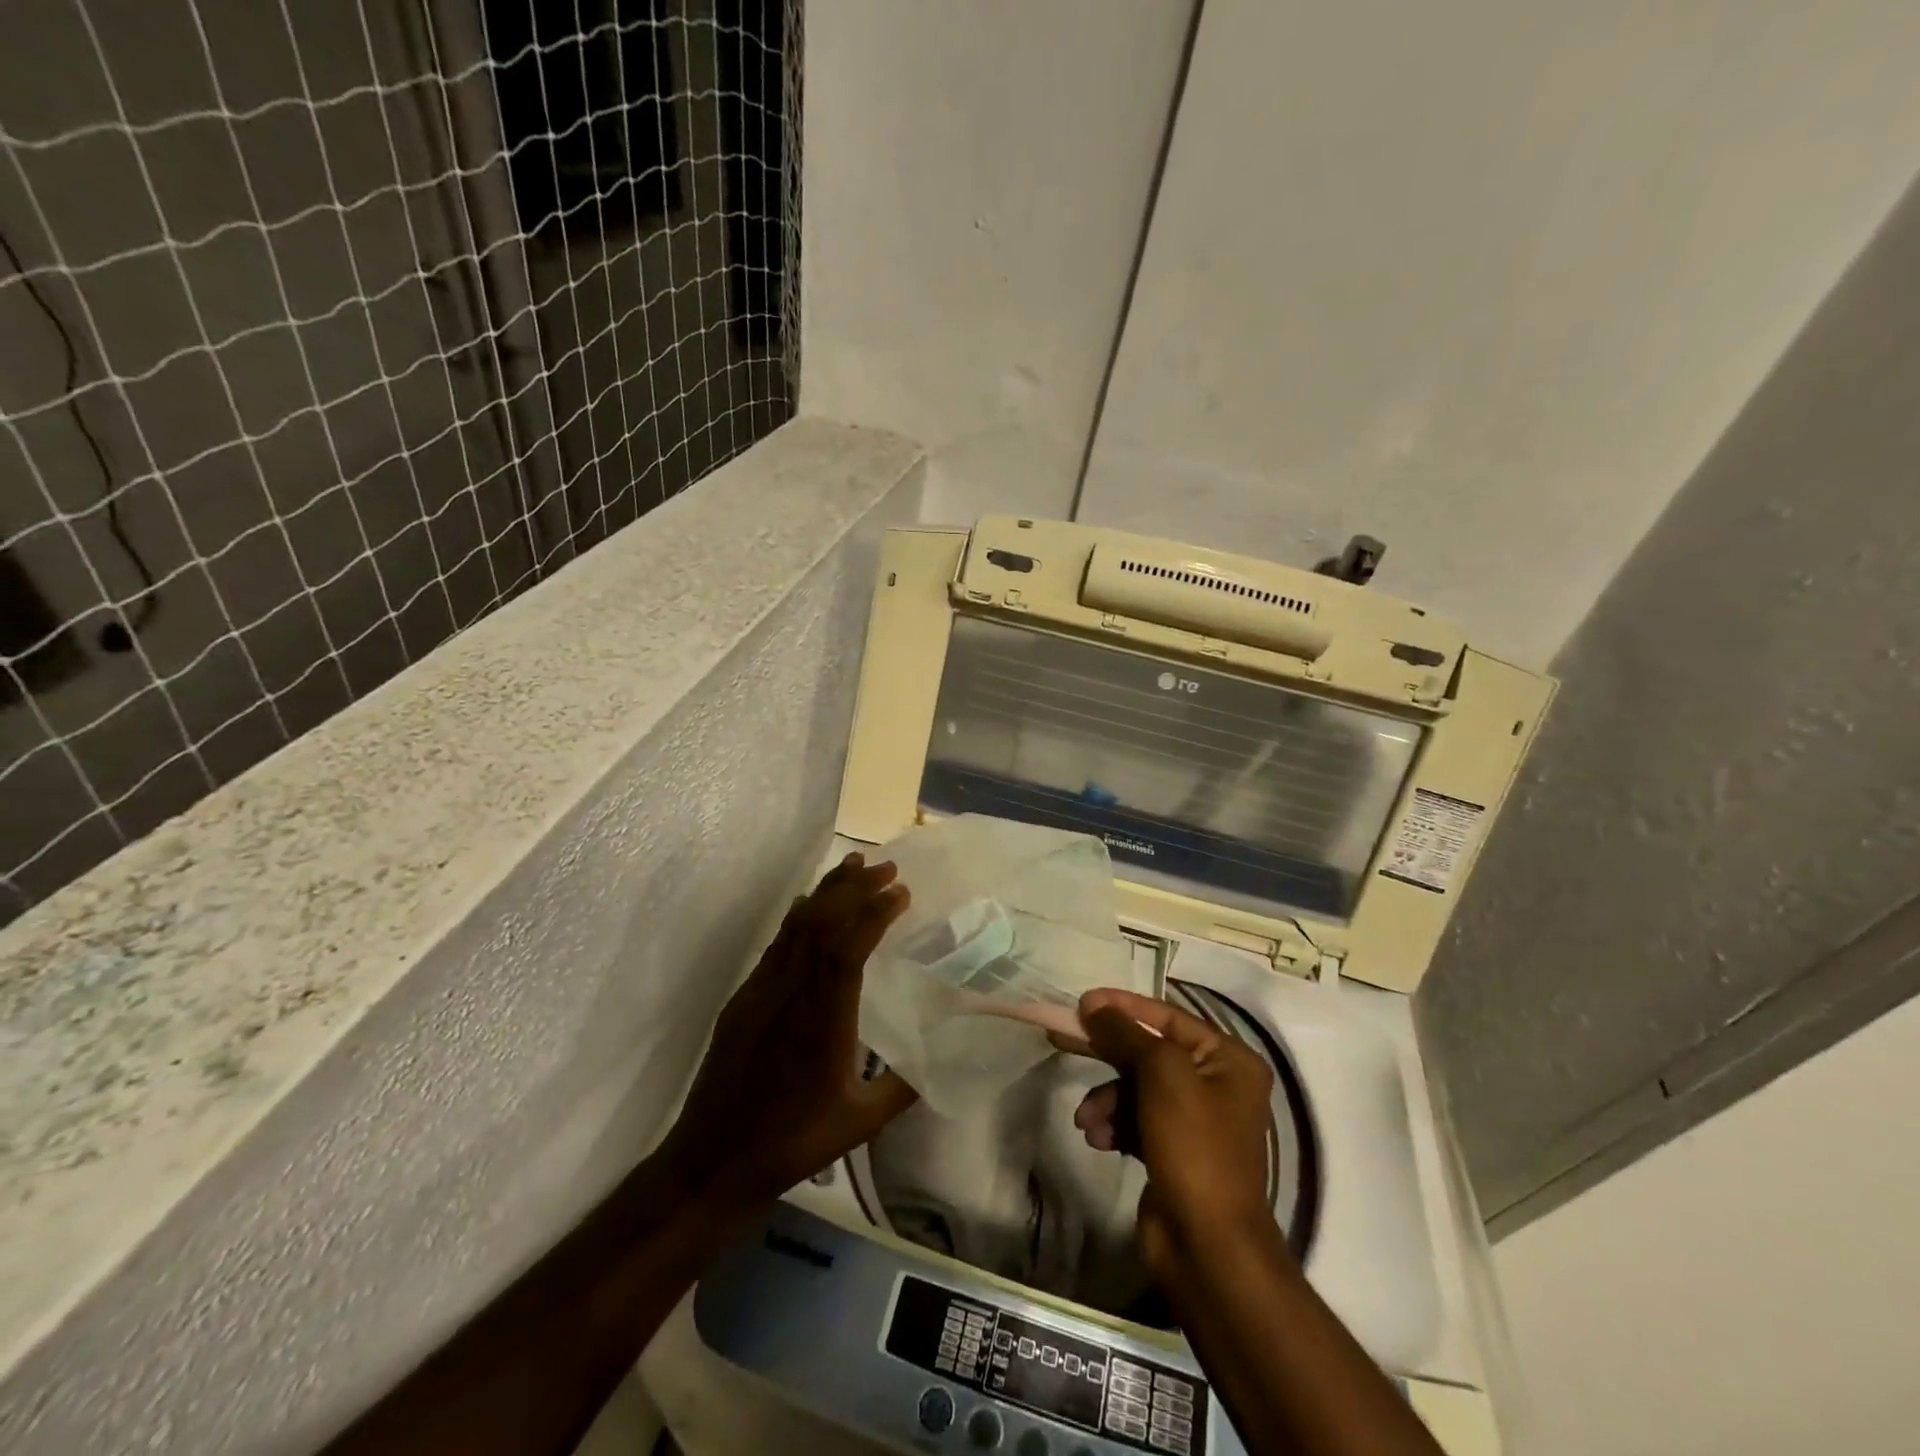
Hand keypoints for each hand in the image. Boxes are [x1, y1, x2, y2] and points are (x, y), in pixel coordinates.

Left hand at [660, 854, 916, 1209]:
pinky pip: (777, 942)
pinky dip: (800, 915)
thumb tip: (943, 1056)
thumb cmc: (793, 1141)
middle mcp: (789, 994)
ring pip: (796, 926)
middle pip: (820, 924)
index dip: (873, 913)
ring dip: (827, 892)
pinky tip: (812, 904)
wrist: (713, 1158)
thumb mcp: (860, 1121)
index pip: (846, 949)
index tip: (901, 891)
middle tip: (886, 866)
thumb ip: (904, 1086)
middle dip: (854, 888)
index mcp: (822, 1020)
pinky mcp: (744, 996)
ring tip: (855, 865)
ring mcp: (761, 991)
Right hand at [1060, 988, 1275, 1251]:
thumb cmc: (1194, 1146)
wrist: (1208, 1246)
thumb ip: (1125, 1033)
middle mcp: (1216, 1083)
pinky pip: (1135, 1120)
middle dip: (1106, 1052)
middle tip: (1061, 1037)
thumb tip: (1094, 1003)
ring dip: (1106, 1099)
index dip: (1124, 1005)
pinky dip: (1114, 1124)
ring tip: (1087, 1121)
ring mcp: (1194, 1120)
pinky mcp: (1173, 1150)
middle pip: (1148, 1052)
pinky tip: (1097, 1139)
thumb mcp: (1161, 1075)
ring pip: (1135, 1088)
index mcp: (1229, 1059)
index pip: (1168, 1016)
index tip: (1083, 1000)